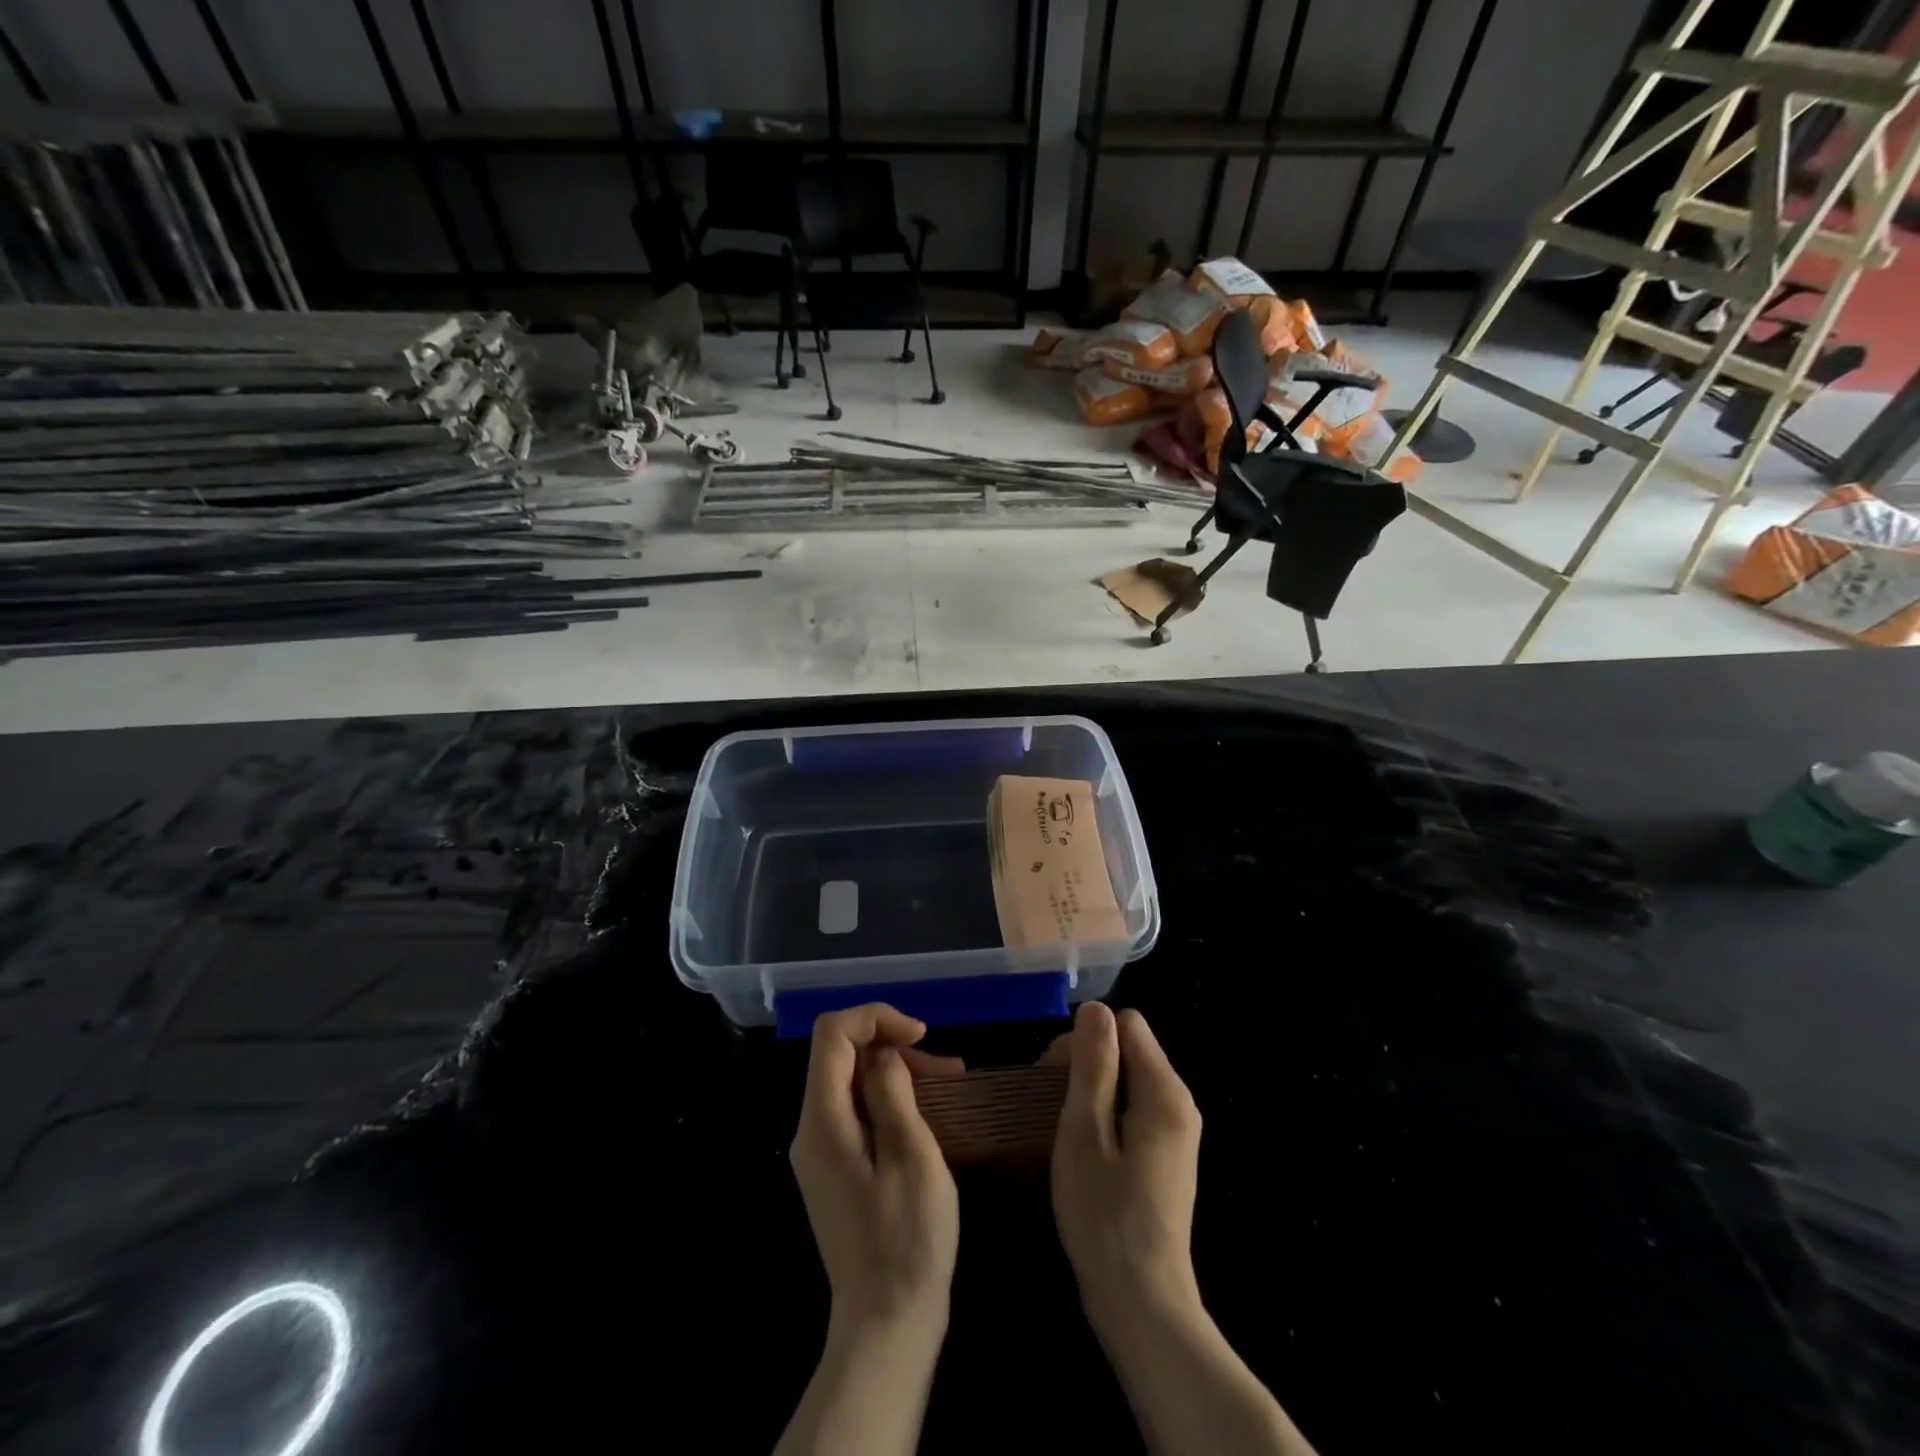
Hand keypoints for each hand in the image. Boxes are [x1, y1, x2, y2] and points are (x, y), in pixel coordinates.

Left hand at [790, 1004, 962, 1335]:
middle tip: (944, 1067)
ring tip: (947, 1082)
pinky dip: (889, 1097)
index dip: (875, 1018)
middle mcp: (810, 1129)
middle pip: (840, 1054)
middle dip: (891, 1045)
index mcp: (823, 1122)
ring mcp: (820, 1151)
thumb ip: (891, 1092)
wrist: (886, 1324)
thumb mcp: (912, 1156)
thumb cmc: (908, 1241)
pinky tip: (926, 1111)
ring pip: (850, 1080)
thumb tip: (882, 1053)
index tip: (920, 1034)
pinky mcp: (835, 1167)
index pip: (832, 1034)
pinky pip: (855, 1109)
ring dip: (896, 1070)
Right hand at [1046, 1002, 1202, 1324]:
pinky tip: (1083, 1148)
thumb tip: (1095, 1008)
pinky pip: (1134, 1109)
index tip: (1056, 1075)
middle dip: (1087, 1063)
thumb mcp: (1085, 1132)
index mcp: (1165, 1092)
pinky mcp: (1166, 1155)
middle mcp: (1179, 1103)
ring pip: (1128, 1080)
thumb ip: (1093, 1066)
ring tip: (1063, 1129)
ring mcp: (1176, 1132)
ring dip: (1092, 1091)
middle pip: (1129, 1049)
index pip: (1126, 1024)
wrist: (1142, 1305)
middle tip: (1051, 1106)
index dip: (1087, 1039)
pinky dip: (1105, 1115)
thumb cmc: (1105, 1216)